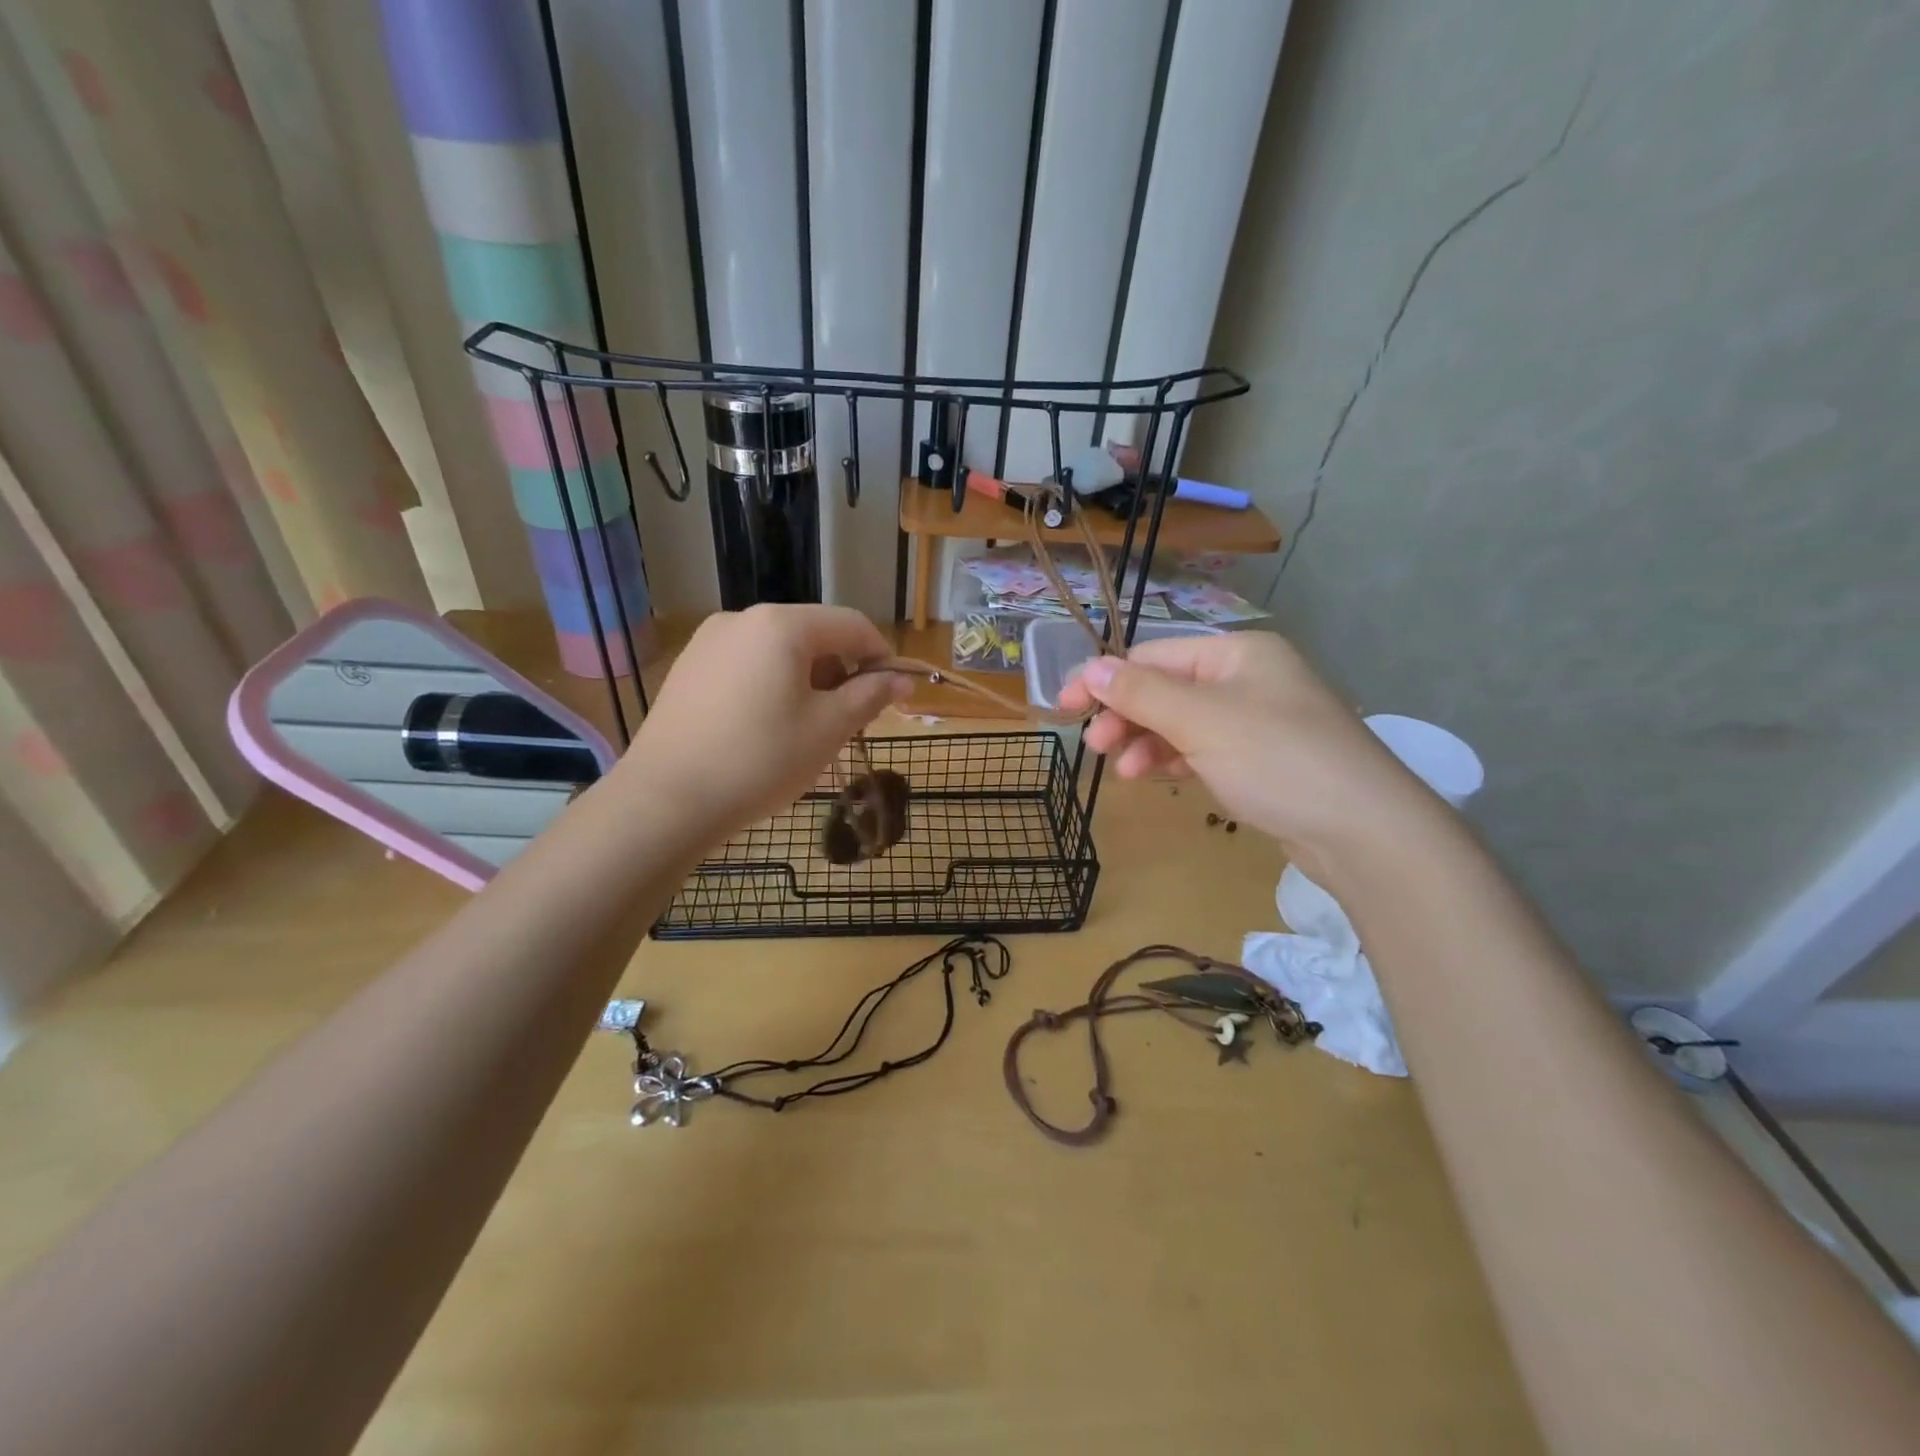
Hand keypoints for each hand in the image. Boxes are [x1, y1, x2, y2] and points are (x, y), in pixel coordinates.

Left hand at [617, 605, 909, 838]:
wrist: (666, 799)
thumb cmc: (761, 760)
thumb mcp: (828, 729)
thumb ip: (870, 695)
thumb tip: (902, 679)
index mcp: (782, 625)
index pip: (852, 624)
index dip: (881, 656)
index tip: (891, 695)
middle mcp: (742, 618)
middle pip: (814, 633)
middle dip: (841, 670)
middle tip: (848, 719)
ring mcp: (708, 641)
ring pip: (778, 650)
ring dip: (807, 679)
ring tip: (805, 728)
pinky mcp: (688, 668)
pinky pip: (746, 664)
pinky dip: (771, 685)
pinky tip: (763, 728)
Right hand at [1056, 631, 1440, 873]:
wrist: (1363, 830)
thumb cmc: (1277, 759)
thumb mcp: (1202, 720)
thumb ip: (1142, 693)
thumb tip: (1090, 667)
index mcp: (1236, 653)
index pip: (1154, 657)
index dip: (1105, 680)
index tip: (1064, 709)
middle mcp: (1247, 679)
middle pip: (1166, 689)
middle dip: (1127, 716)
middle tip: (1095, 747)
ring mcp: (1256, 720)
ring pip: (1181, 723)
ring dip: (1147, 742)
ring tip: (1124, 771)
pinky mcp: (1261, 759)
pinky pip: (1202, 749)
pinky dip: (1174, 760)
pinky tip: (1154, 776)